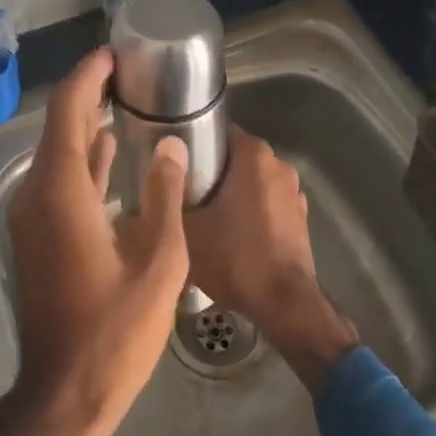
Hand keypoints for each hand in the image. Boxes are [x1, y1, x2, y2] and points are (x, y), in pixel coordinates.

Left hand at [0, 48, 190, 435]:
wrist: (64, 393)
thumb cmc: (115, 332)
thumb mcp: (158, 263)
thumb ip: (163, 195)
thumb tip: (170, 144)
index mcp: (62, 191)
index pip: (68, 109)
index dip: (89, 74)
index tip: (117, 53)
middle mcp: (38, 192)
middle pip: (60, 124)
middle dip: (91, 92)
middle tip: (131, 72)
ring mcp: (34, 215)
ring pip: (59, 151)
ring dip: (87, 123)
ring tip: (128, 99)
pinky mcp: (38, 234)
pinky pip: (60, 179)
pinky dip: (83, 158)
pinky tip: (111, 149)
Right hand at [184, 125, 358, 392]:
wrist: (284, 304)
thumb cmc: (235, 258)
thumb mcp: (185, 232)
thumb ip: (163, 206)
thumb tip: (134, 198)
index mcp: (253, 156)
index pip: (218, 131)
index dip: (194, 143)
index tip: (173, 160)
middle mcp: (278, 164)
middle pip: (235, 156)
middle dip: (211, 169)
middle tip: (181, 189)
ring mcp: (294, 192)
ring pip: (252, 180)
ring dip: (232, 191)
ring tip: (203, 212)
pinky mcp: (301, 217)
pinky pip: (268, 202)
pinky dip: (251, 210)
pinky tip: (231, 231)